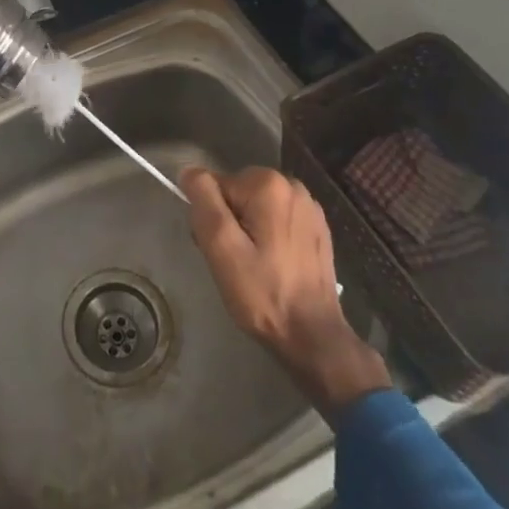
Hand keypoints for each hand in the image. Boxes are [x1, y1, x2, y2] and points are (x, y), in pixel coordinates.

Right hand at [181, 166, 390, 416]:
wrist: (314, 337)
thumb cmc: (263, 294)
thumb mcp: (222, 248)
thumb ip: (204, 202)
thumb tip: (190, 171)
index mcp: (268, 184)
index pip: (217, 186)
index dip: (210, 217)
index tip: (218, 251)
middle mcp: (292, 185)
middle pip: (238, 193)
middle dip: (229, 222)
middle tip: (233, 262)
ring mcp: (310, 207)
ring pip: (257, 207)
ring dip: (248, 230)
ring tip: (254, 268)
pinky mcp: (318, 228)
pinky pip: (278, 220)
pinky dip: (270, 237)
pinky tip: (275, 266)